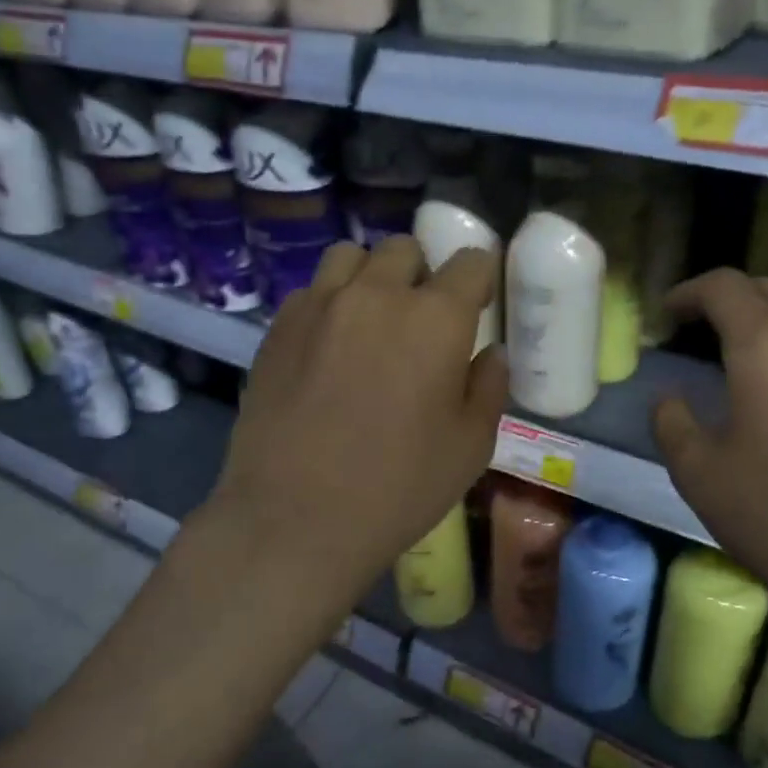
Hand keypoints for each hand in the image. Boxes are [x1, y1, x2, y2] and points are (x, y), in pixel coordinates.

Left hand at [206, 237, 505, 596]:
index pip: (470, 263)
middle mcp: (376, 294)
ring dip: (371, 277)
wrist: (296, 518)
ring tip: (370, 320)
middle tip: (420, 320)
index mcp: (435, 318)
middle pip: (405, 250)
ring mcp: (320, 305)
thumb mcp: (470, 447)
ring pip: (351, 256)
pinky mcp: (278, 326)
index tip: (476, 304)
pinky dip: (330, 302)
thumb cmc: (399, 488)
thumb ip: (488, 387)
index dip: (479, 279)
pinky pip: (312, 290)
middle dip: (422, 274)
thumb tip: (490, 353)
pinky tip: (328, 347)